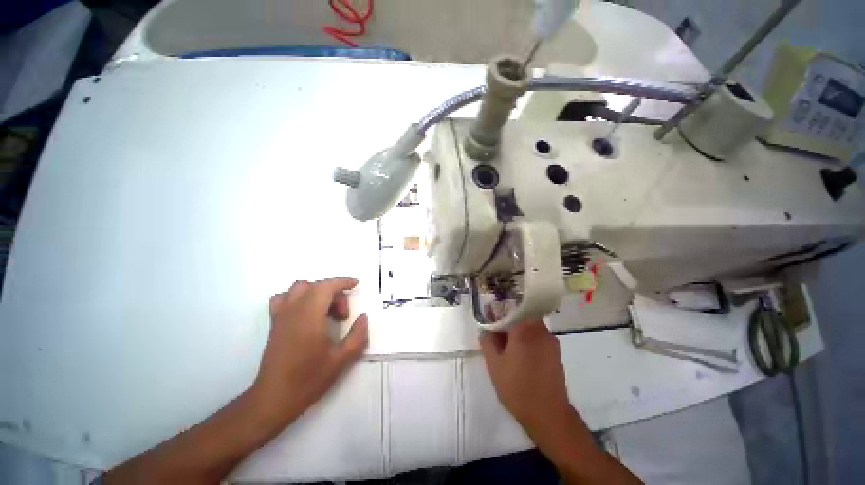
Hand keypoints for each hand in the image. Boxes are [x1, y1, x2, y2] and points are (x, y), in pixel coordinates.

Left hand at [251, 277, 368, 424]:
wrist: (274, 398)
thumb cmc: (309, 378)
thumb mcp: (341, 359)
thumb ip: (357, 335)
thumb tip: (363, 317)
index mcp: (310, 316)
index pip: (326, 286)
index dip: (342, 282)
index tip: (356, 284)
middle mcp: (293, 310)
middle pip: (315, 286)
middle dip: (334, 293)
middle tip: (343, 315)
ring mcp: (281, 316)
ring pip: (298, 289)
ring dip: (316, 292)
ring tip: (325, 311)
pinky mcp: (274, 324)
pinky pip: (284, 299)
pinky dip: (298, 298)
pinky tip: (306, 314)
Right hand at [480, 322, 643, 483]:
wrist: (549, 416)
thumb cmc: (517, 387)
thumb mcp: (494, 364)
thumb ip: (487, 341)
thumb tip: (486, 330)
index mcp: (525, 329)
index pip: (511, 308)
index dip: (499, 311)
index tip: (490, 317)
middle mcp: (541, 330)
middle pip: (522, 316)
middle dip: (508, 321)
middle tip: (497, 332)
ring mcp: (551, 341)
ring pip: (531, 326)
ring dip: (519, 331)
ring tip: (507, 345)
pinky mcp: (556, 353)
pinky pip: (539, 337)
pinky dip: (528, 339)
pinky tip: (520, 355)